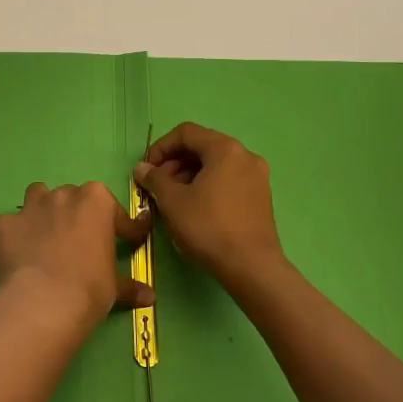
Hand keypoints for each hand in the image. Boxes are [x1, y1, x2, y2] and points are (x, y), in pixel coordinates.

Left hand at [0, 182, 153, 336]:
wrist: (45, 301)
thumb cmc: (90, 288)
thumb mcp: (115, 287)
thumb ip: (130, 286)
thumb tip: (149, 296)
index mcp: (96, 201)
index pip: (117, 213)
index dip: (126, 229)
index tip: (130, 241)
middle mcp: (63, 195)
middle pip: (73, 198)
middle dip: (77, 216)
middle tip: (80, 244)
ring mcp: (29, 207)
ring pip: (37, 196)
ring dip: (41, 211)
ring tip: (45, 236)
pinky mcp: (2, 225)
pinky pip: (2, 223)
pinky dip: (7, 233)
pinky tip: (12, 250)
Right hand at [134, 123, 286, 290]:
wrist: (251, 267)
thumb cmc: (208, 227)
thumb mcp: (172, 201)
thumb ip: (154, 179)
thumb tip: (142, 168)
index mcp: (225, 149)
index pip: (185, 133)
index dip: (160, 148)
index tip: (147, 170)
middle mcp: (245, 156)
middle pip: (201, 147)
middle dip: (174, 163)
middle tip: (157, 186)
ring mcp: (257, 177)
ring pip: (214, 165)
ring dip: (188, 176)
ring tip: (172, 200)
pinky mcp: (261, 197)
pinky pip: (227, 180)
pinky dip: (207, 186)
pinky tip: (194, 208)